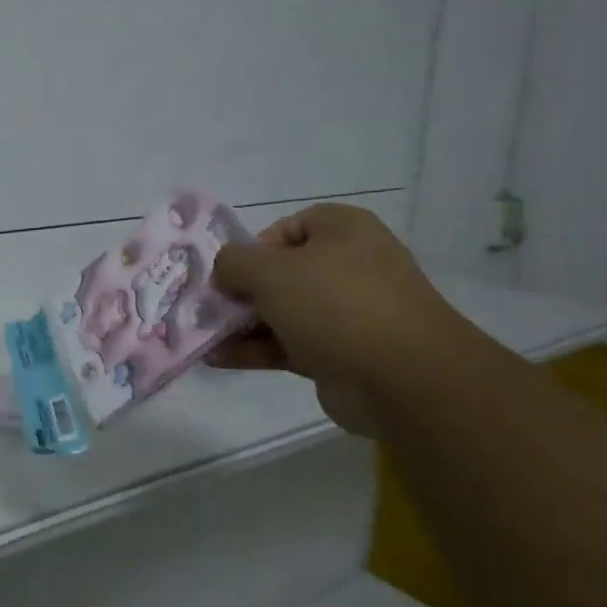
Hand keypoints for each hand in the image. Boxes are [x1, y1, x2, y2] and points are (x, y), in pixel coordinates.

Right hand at [209, 203, 471, 434]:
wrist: (403, 378)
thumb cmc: (335, 304)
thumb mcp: (270, 270)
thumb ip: (234, 263)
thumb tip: (224, 272)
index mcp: (342, 230)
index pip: (285, 229)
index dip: (251, 249)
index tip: (229, 275)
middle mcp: (348, 265)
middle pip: (280, 273)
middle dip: (240, 291)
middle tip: (207, 308)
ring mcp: (347, 312)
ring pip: (282, 312)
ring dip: (242, 324)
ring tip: (202, 337)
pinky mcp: (341, 353)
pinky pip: (289, 344)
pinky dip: (256, 350)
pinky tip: (218, 358)